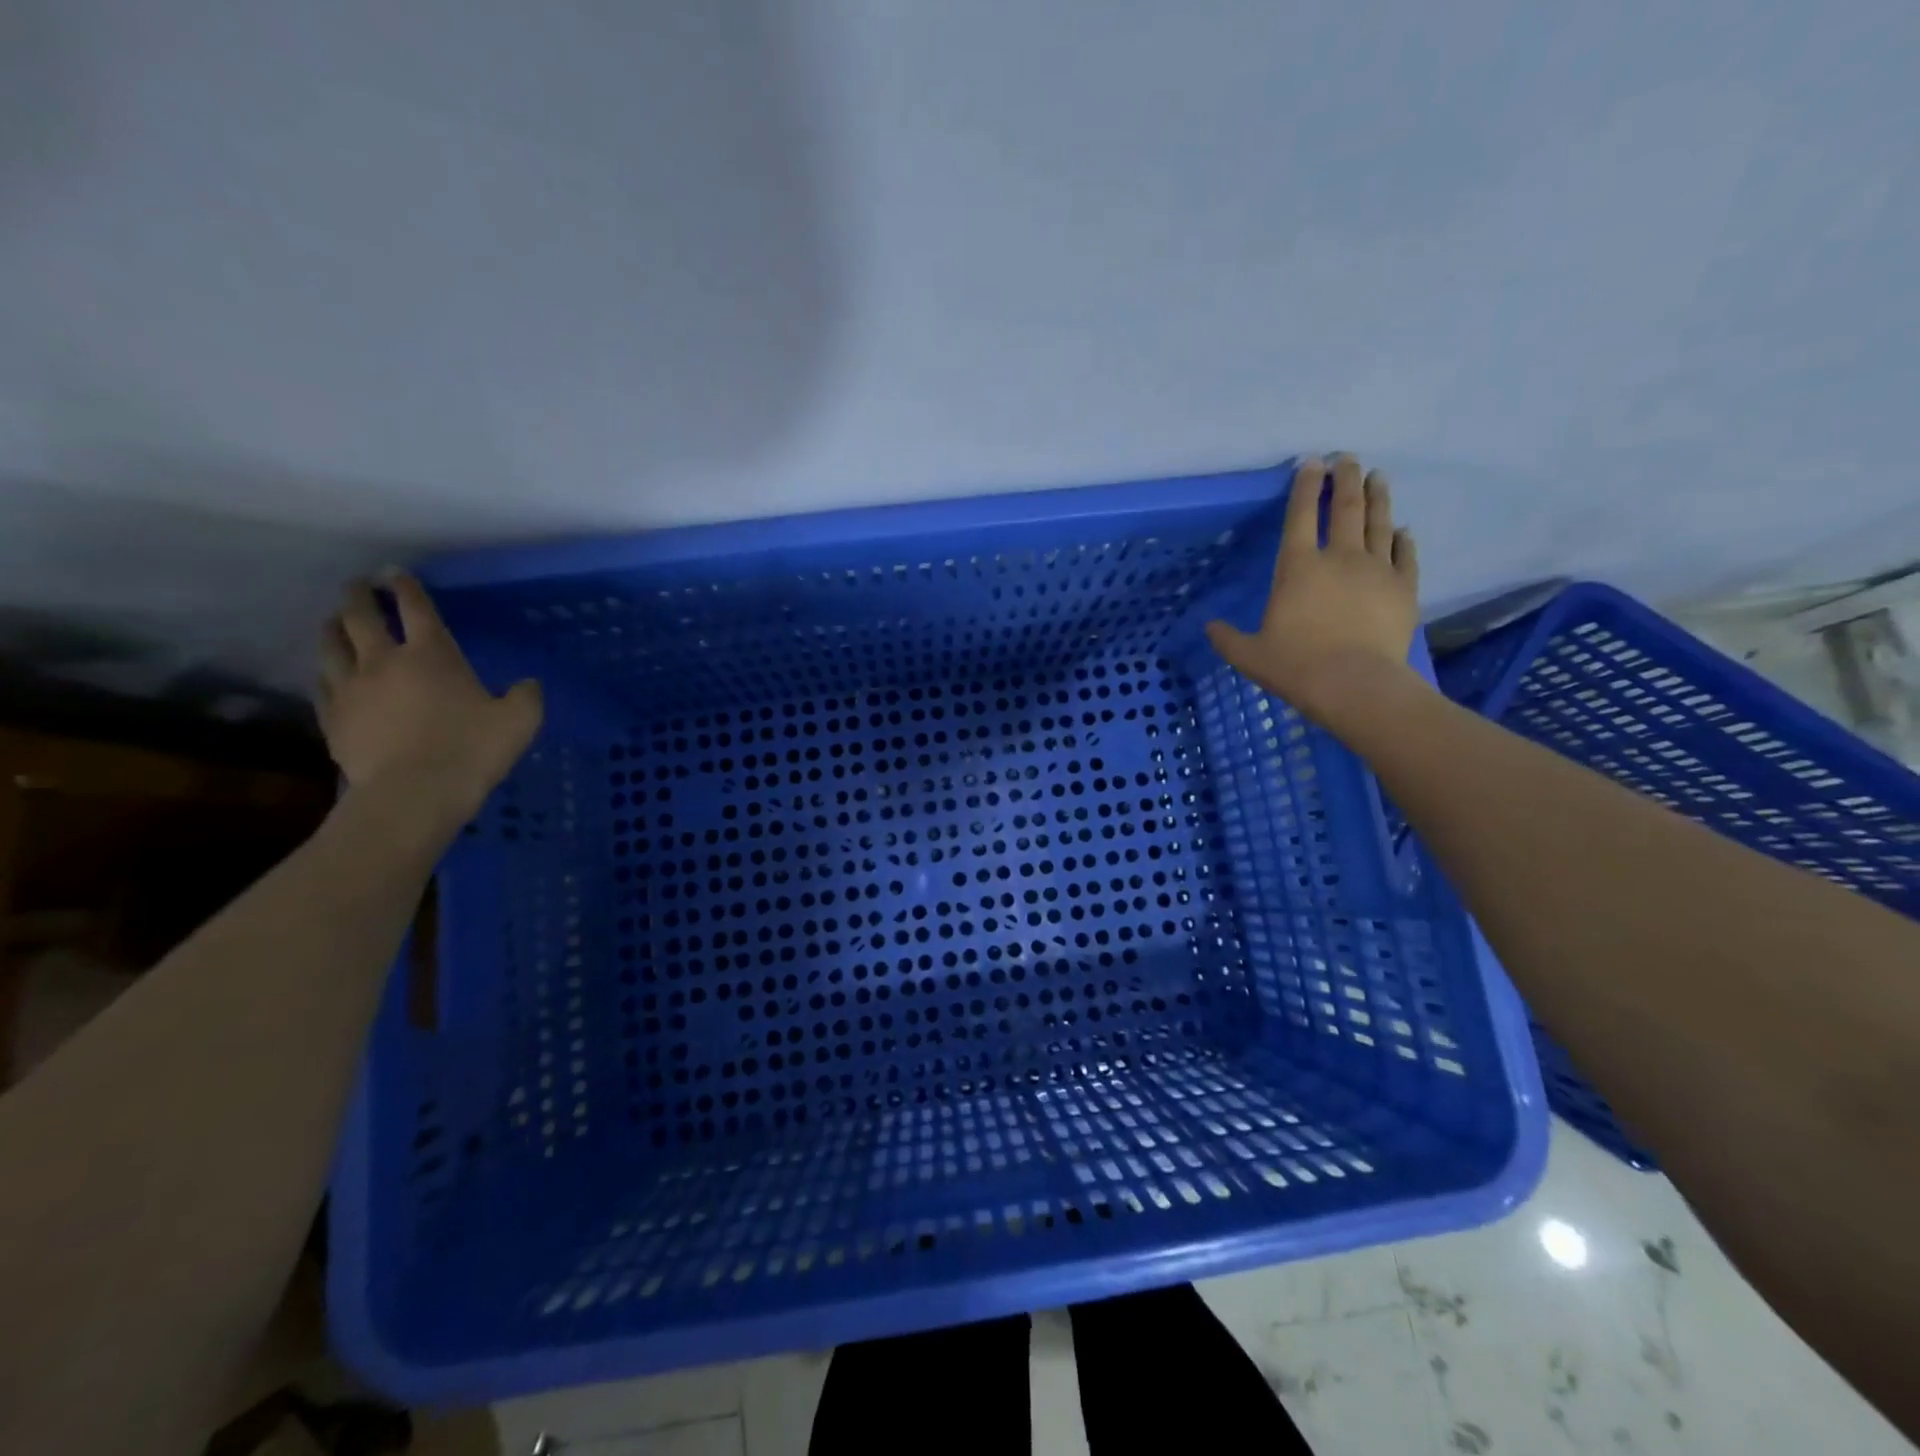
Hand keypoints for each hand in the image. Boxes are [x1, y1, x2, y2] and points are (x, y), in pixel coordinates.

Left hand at [316, 574, 542, 823]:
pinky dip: (326, 671)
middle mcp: (384, 661)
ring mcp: (351, 689)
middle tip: (358, 585)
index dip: (406, 587)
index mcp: (432, 655)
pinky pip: (322, 684)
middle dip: (359, 596)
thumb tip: (526, 684)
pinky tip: (329, 673)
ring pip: (331, 645)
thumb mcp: (520, 721)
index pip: (416, 608)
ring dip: (333, 627)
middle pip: (361, 617)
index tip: (396, 573)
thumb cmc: (471, 749)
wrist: (414, 792)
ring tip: (335, 621)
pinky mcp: (333, 717)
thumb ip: (525, 696)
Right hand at [1206, 456, 1420, 725]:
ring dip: (1377, 496)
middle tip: (1348, 458)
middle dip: (1345, 478)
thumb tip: (1209, 627)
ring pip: (1378, 522)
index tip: (1311, 462)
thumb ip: (1227, 638)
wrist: (1355, 686)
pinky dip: (1402, 539)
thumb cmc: (1296, 667)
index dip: (1305, 486)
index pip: (1300, 515)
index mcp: (1297, 568)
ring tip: (1377, 477)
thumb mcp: (1248, 655)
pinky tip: (1403, 529)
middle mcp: (1338, 558)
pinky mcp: (1403, 588)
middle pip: (1345, 507)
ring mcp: (1376, 570)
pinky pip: (1404, 555)